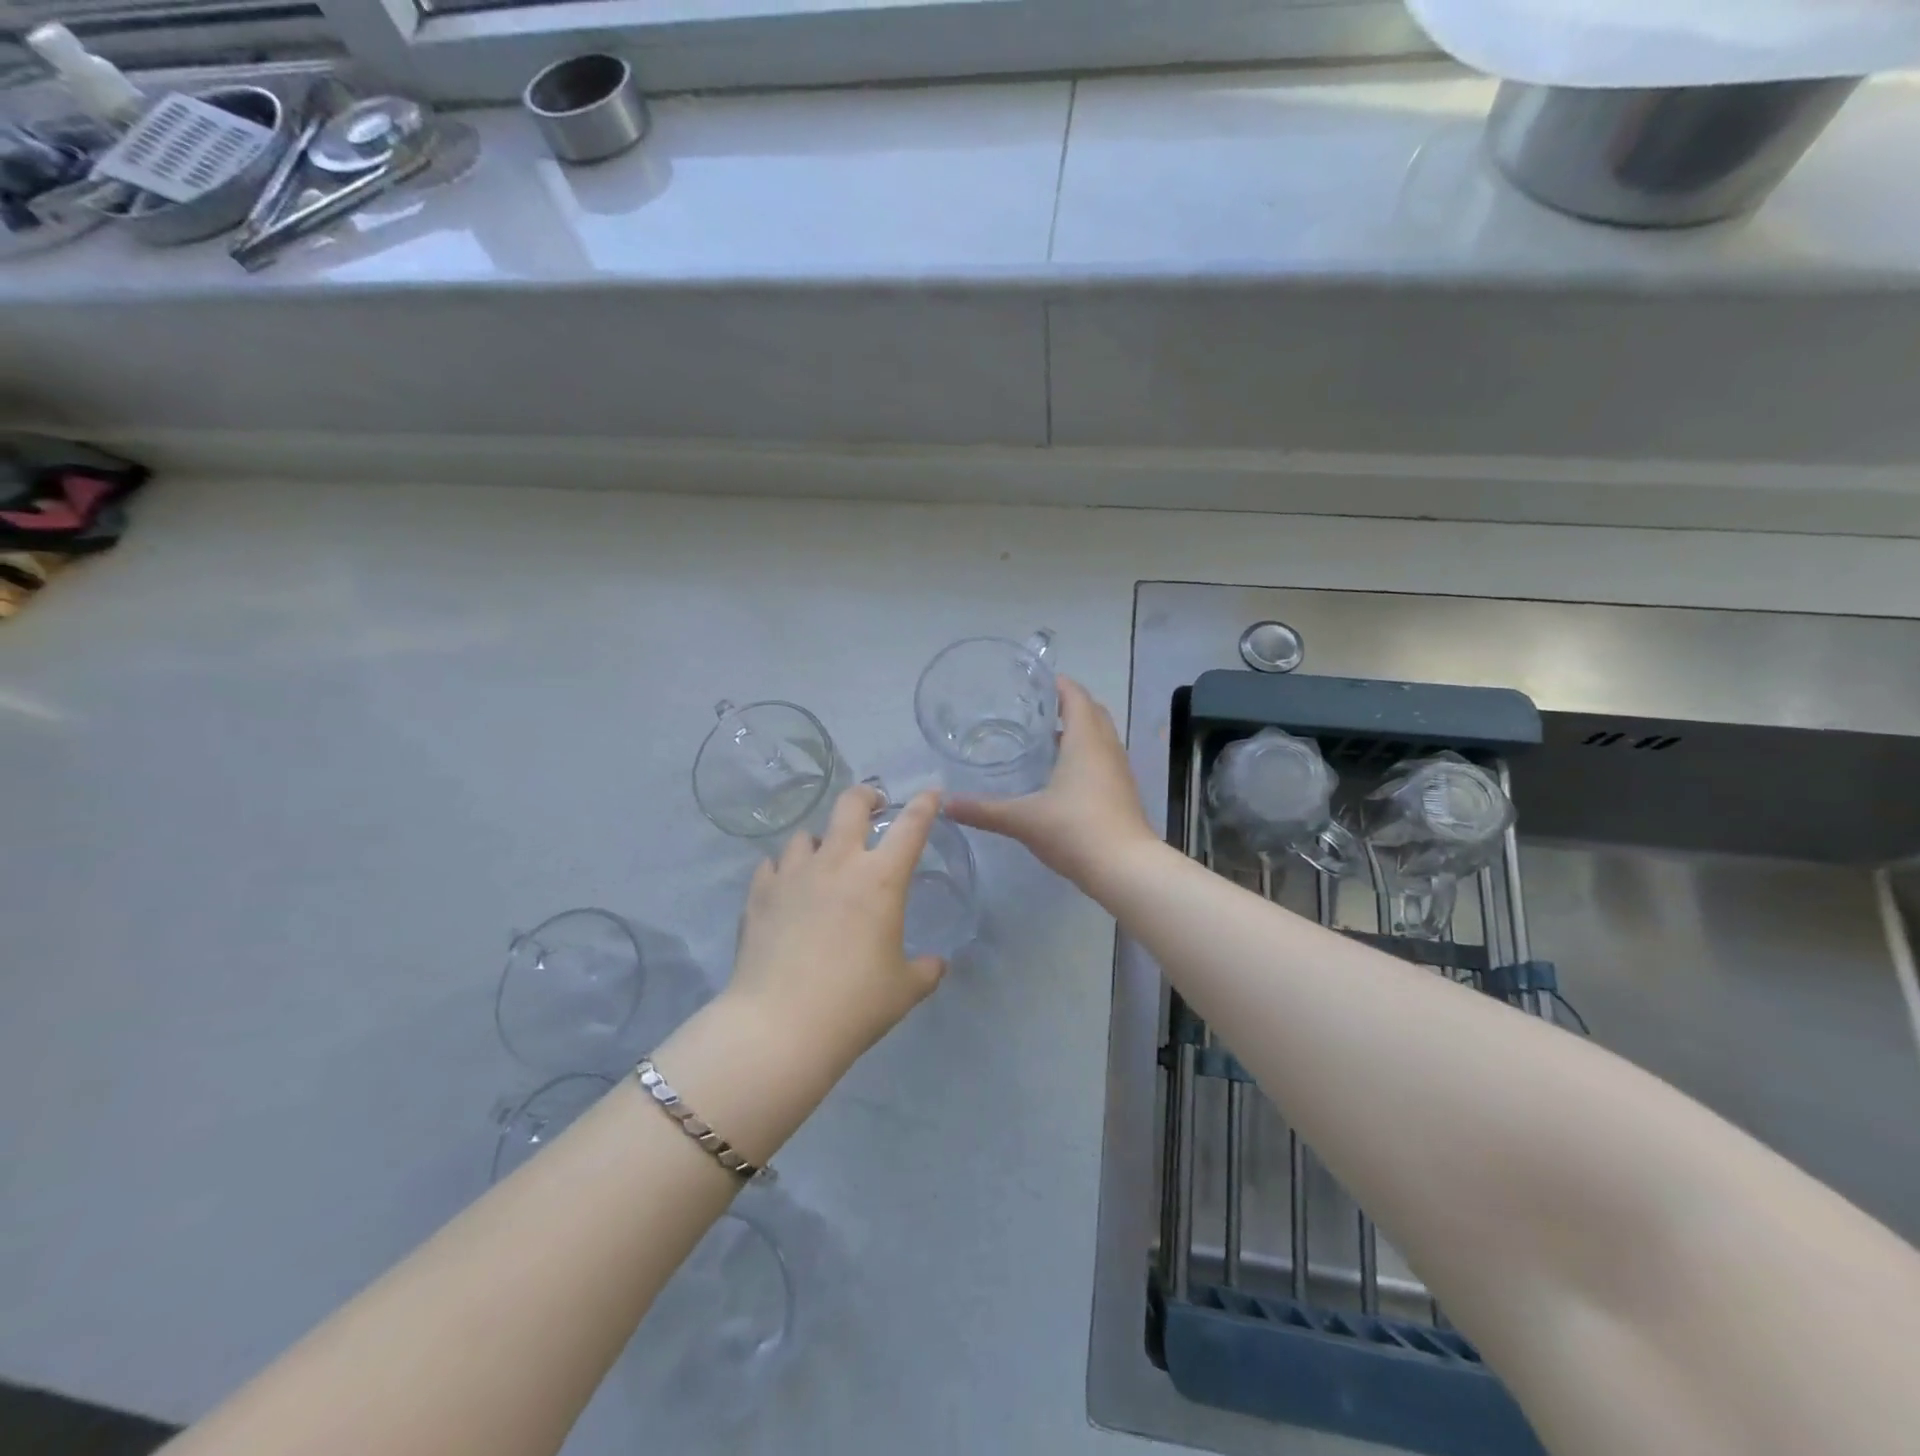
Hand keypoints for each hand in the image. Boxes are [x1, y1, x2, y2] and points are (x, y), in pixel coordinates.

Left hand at [726, 784, 947, 1066]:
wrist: (780, 1026)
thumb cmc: (854, 1004)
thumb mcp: (903, 990)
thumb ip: (925, 970)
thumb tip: (936, 964)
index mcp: (880, 879)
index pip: (911, 826)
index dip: (925, 804)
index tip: (931, 793)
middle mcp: (837, 863)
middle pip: (850, 804)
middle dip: (866, 796)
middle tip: (874, 808)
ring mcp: (793, 875)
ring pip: (806, 835)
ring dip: (820, 841)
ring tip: (823, 863)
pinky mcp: (759, 894)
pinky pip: (772, 866)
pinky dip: (783, 871)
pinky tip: (786, 890)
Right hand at [945, 676, 1156, 887]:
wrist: (1125, 869)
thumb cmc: (1075, 830)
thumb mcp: (1022, 819)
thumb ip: (983, 809)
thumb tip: (945, 803)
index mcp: (1085, 740)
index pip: (1075, 696)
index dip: (1057, 685)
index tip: (1033, 682)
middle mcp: (1107, 748)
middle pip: (1091, 712)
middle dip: (1067, 705)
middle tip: (1034, 710)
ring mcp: (1119, 771)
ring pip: (1100, 737)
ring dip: (1077, 732)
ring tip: (1043, 740)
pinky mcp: (1123, 793)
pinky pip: (1103, 760)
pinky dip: (1085, 755)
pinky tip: (1061, 776)